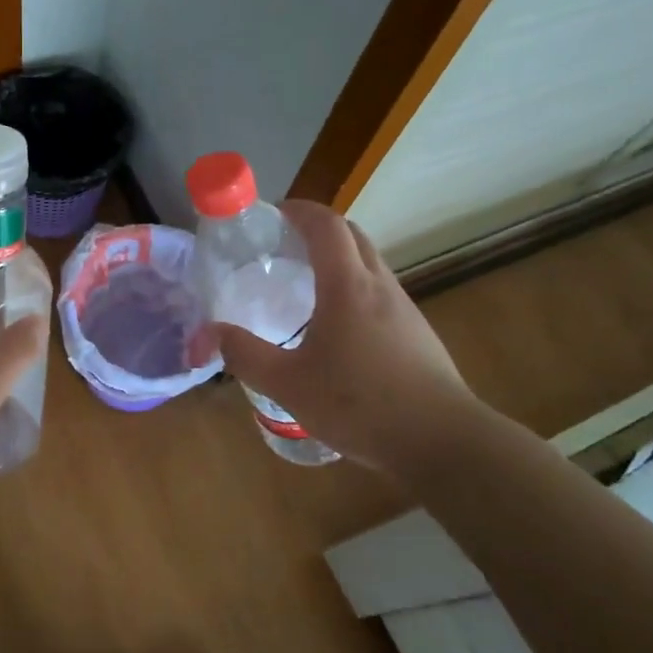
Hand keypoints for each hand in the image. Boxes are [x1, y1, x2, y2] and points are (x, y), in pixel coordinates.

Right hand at [213, 201, 472, 482]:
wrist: (443, 443)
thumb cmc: (361, 405)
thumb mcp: (289, 384)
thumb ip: (245, 355)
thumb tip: (208, 333)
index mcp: (347, 286)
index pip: (326, 225)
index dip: (299, 210)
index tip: (273, 213)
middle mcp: (380, 286)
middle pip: (352, 235)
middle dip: (318, 228)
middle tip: (284, 244)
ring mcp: (404, 308)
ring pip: (369, 263)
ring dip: (339, 258)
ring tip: (305, 284)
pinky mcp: (417, 333)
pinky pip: (380, 292)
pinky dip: (355, 287)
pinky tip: (338, 327)